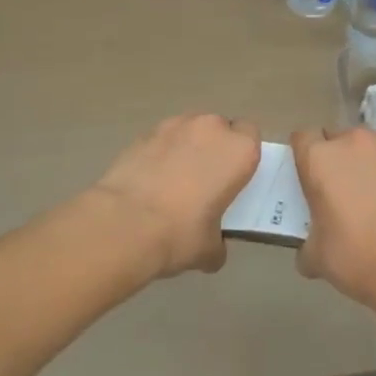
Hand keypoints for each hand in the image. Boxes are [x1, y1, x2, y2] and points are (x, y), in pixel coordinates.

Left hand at [93, 114, 261, 278]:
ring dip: (187, 147)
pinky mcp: (145, 133)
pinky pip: (162, 139)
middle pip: (220, 128)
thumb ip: (218, 243)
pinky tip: (149, 180)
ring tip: (173, 180)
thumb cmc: (180, 233)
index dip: (242, 154)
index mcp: (239, 150)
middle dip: (214, 148)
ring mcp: (176, 125)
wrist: (124, 223)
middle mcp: (211, 128)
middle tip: (205, 180)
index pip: (251, 135)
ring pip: (190, 129)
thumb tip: (213, 250)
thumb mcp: (209, 249)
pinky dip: (160, 153)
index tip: (234, 176)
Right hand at [290, 127, 375, 313]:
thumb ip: (307, 244)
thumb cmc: (355, 255)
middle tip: (336, 191)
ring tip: (370, 198)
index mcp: (321, 158)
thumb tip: (308, 253)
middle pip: (336, 138)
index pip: (302, 138)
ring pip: (368, 149)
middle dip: (334, 158)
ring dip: (364, 165)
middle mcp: (353, 143)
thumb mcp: (316, 257)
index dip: (303, 155)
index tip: (306, 177)